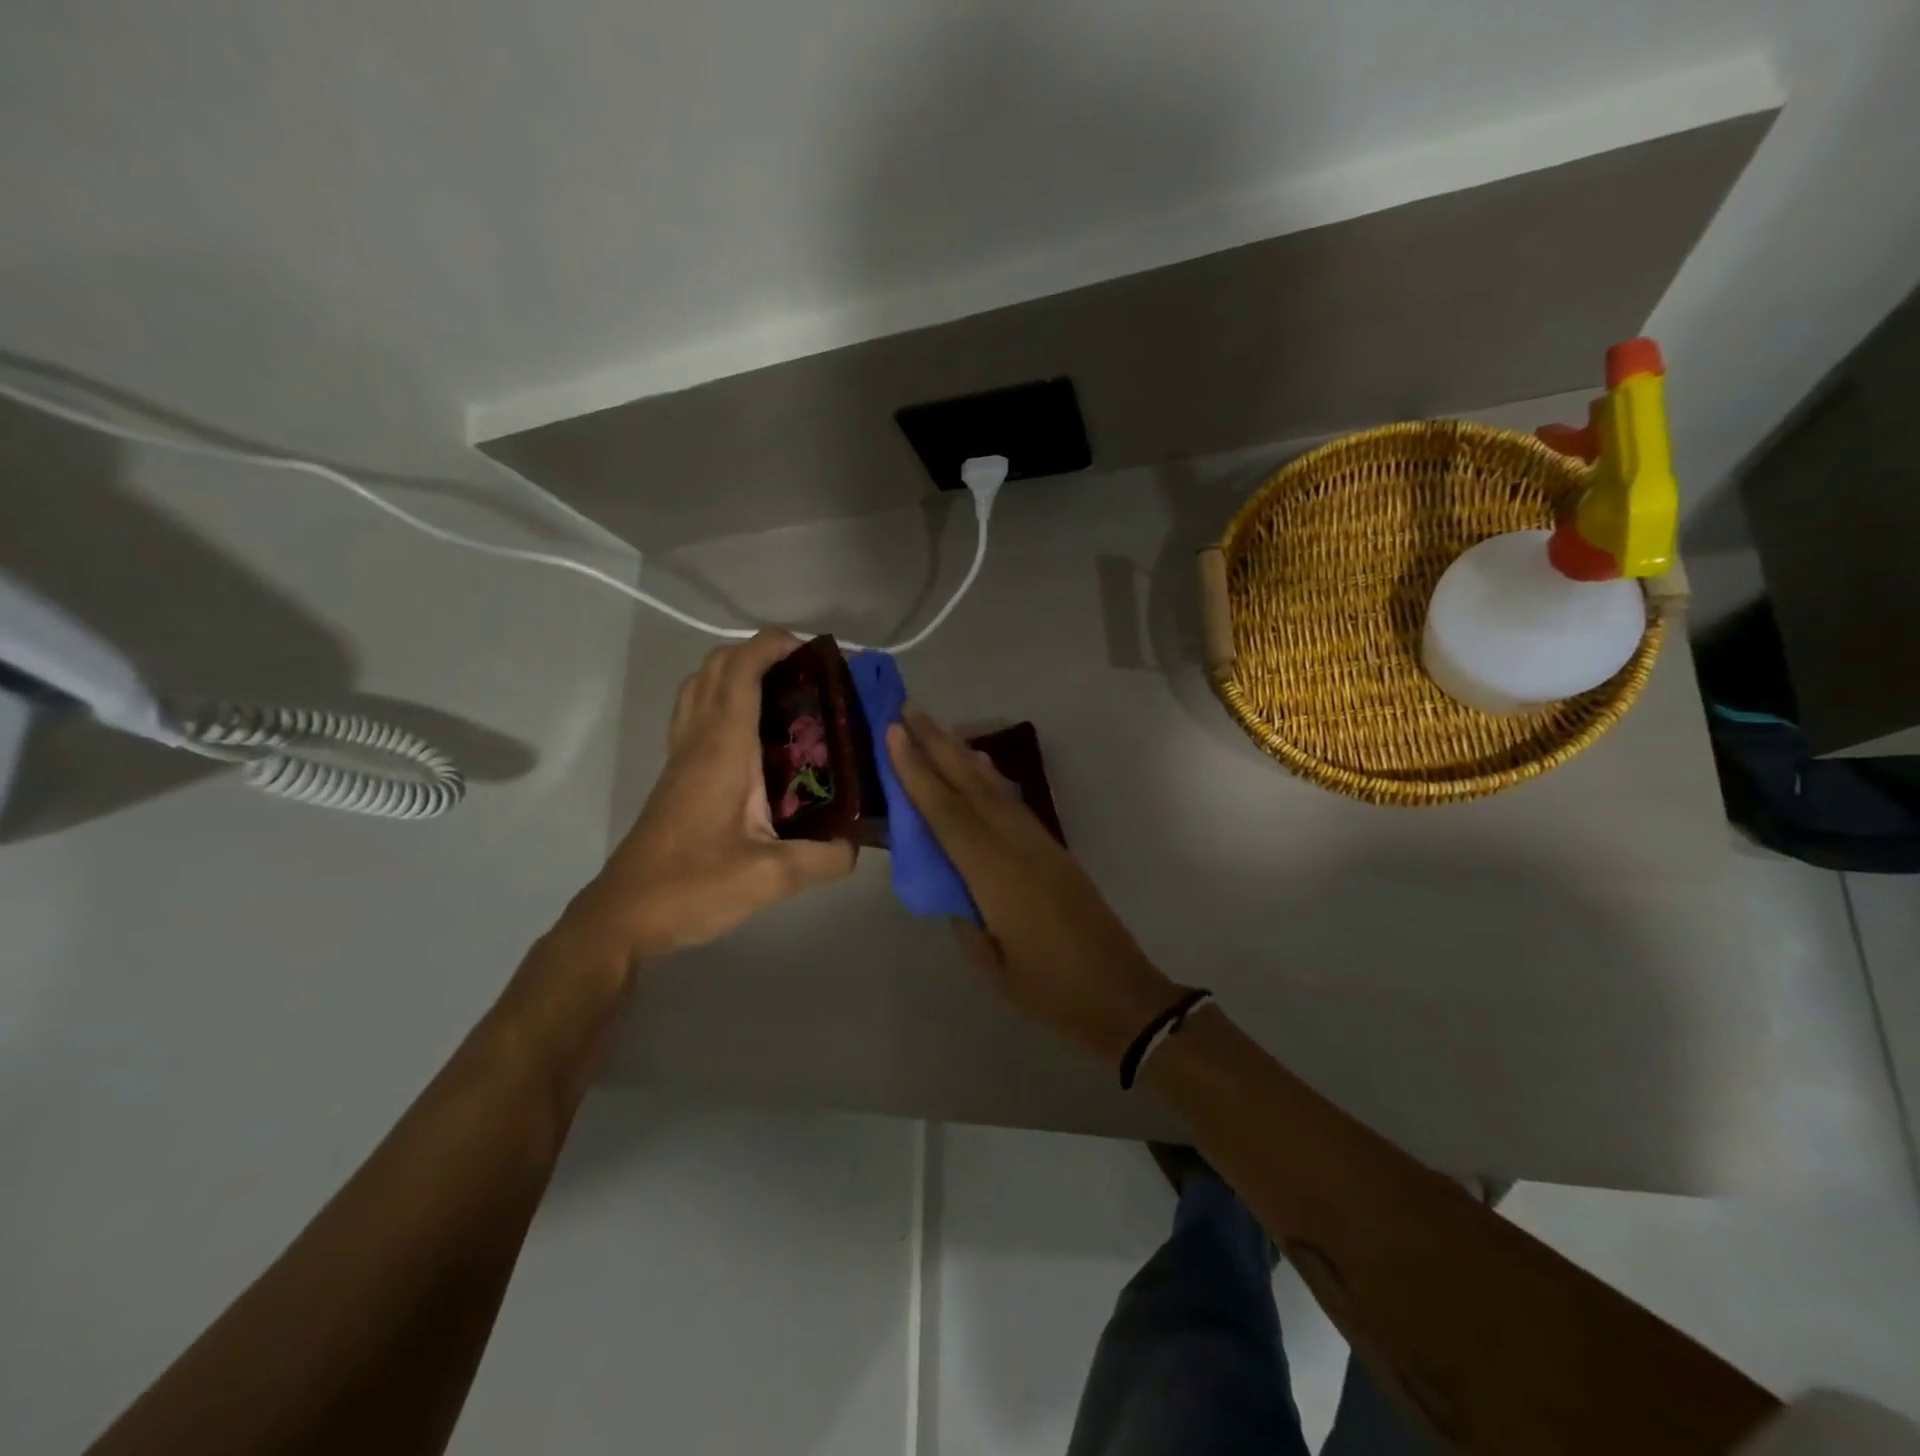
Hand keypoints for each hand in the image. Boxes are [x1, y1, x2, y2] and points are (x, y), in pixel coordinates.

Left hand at [568, 630, 856, 962]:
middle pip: (716, 667)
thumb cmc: (692, 888)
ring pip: (700, 687)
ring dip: (737, 672)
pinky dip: (724, 700)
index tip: (814, 651)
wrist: (624, 916)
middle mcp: (698, 741)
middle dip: (759, 652)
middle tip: (806, 674)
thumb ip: (823, 858)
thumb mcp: (770, 878)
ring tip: (784, 694)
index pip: (740, 672)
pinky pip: (697, 714)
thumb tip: (856, 845)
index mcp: (722, 750)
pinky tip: (757, 736)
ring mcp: (681, 756)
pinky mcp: (676, 775)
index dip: (773, 646)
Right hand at [885, 707, 1179, 1063]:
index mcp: (998, 877)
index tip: (894, 734)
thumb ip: (964, 916)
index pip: (948, 815)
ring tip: (933, 726)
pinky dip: (989, 778)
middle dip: (936, 745)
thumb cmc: (1051, 992)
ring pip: (994, 788)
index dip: (918, 772)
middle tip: (907, 709)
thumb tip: (948, 880)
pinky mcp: (1054, 849)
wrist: (1123, 995)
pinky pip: (1013, 803)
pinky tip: (978, 766)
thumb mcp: (991, 966)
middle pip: (971, 786)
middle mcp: (1019, 847)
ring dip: (961, 754)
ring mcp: (1041, 844)